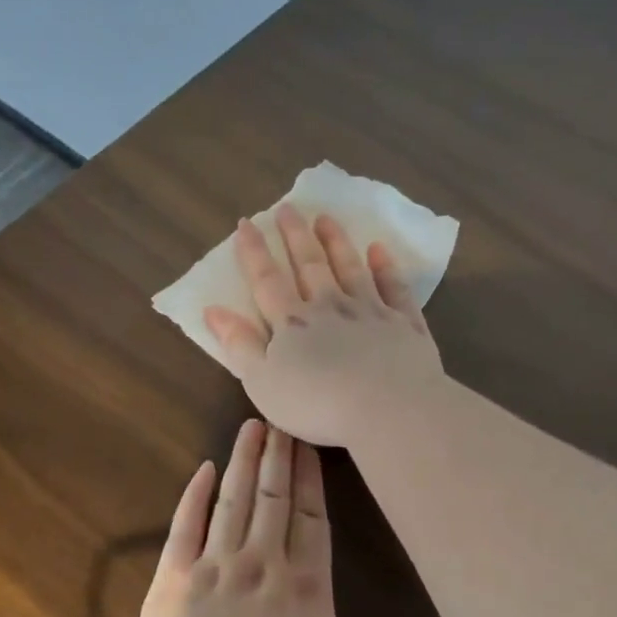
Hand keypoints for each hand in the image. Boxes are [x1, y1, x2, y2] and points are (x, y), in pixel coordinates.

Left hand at [130, 419, 483, 616]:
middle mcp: (263, 564)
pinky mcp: (174, 577)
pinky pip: (185, 525)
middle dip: (280, 456)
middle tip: (281, 416)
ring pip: (234, 500)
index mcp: (306, 588)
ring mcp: (215, 566)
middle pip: (274, 498)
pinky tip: (204, 468)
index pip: (312, 519)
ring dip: (245, 461)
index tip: (309, 444)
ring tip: (252, 426)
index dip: (311, 480)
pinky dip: (195, 495)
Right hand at [202, 205, 445, 447]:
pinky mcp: (404, 324)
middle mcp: (330, 307)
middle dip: (295, 236)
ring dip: (337, 242)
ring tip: (326, 219)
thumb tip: (213, 309)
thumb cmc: (316, 403)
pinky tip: (380, 251)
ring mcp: (371, 312)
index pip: (267, 281)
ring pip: (351, 268)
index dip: (254, 252)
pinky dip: (386, 268)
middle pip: (310, 265)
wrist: (388, 408)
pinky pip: (394, 289)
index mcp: (292, 323)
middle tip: (288, 208)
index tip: (246, 224)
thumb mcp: (262, 382)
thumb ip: (239, 345)